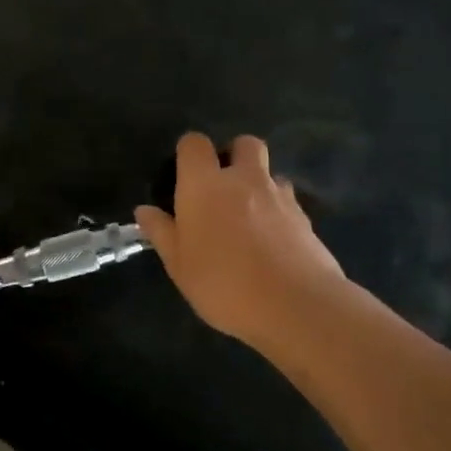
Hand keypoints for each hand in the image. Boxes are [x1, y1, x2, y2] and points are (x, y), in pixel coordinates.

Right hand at [136, 133, 346, 346]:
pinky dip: (279, 212)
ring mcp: (279, 195)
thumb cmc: (224, 284)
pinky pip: (289, 202)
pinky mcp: (306, 218)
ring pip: (270, 172)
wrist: (296, 307)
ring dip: (260, 185)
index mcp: (204, 184)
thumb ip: (162, 233)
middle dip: (234, 155)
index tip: (185, 175)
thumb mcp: (180, 266)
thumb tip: (144, 210)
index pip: (194, 143)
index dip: (189, 152)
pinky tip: (274, 242)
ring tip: (251, 218)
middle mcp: (243, 179)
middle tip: (223, 187)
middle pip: (244, 143)